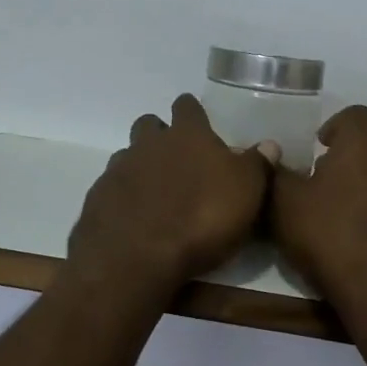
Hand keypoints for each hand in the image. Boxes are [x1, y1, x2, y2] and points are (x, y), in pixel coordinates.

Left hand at [66, 95, 277, 295]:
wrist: (137, 258)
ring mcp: (118, 170)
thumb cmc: (202, 219)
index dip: (192, 111)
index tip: (198, 120)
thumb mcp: (246, 193)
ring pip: (127, 155)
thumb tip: (269, 144)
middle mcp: (148, 144)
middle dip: (160, 135)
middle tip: (177, 158)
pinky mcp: (97, 199)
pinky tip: (134, 218)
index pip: (187, 107)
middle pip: (149, 125)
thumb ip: (257, 165)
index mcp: (187, 136)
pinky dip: (123, 197)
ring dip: (140, 166)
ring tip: (156, 193)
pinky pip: (111, 188)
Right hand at [271, 106, 366, 332]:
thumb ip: (278, 173)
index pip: (354, 115)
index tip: (320, 145)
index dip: (335, 126)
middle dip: (351, 160)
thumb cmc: (331, 237)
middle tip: (326, 185)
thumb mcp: (286, 205)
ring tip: (347, 215)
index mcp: (366, 145)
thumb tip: (273, 154)